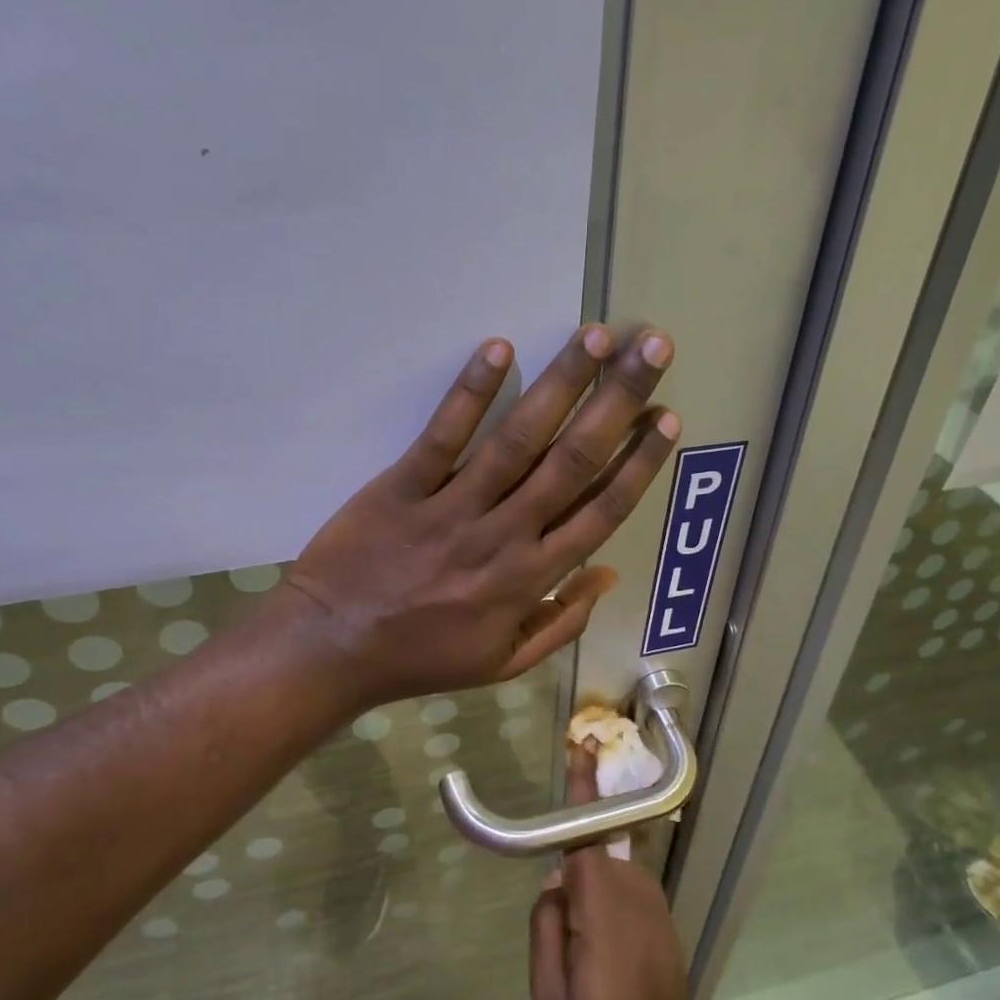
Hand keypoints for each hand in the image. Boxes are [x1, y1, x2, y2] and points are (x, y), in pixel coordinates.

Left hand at [282, 325, 678, 712]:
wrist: (333, 649)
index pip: (601, 511)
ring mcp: (452, 508)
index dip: (638, 462)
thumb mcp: (503, 663)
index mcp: (531, 579)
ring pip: (519, 439)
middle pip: (572, 460)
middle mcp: (504, 535)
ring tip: (598, 336)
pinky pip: (442, 436)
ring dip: (562, 383)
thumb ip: (561, 623)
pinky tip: (500, 349)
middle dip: (618, 401)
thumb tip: (607, 574)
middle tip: (652, 349)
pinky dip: (471, 393)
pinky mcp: (402, 487)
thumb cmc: (422, 657)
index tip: (666, 417)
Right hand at [528, 748, 709, 999]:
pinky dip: (609, 908)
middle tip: (562, 935)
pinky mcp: (665, 926)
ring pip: (612, 877)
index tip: (582, 744)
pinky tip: (605, 963)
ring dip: (592, 896)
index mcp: (601, 901)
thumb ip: (546, 924)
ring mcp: (656, 908)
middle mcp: (634, 892)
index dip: (583, 785)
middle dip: (574, 875)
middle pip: (596, 854)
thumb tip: (555, 884)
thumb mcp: (546, 991)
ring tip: (583, 961)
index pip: (587, 829)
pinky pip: (628, 896)